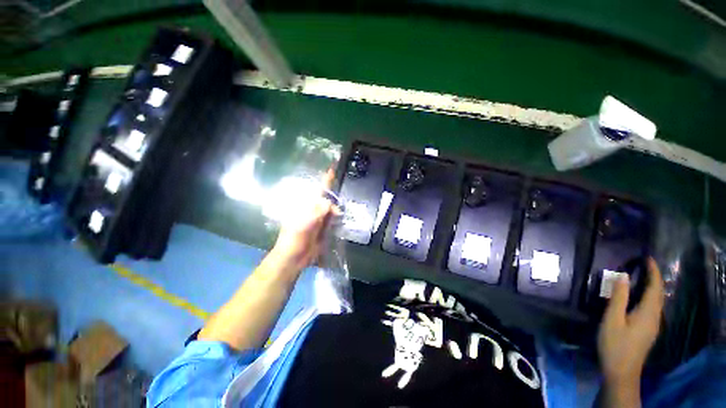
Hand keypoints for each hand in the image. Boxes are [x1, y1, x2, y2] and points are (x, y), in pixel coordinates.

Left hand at [269, 169, 339, 273]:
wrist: (294, 257)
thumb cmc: (295, 238)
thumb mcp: (305, 223)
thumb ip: (317, 211)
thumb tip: (329, 202)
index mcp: (306, 207)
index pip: (318, 191)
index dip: (325, 181)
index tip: (332, 170)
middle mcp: (313, 211)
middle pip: (327, 201)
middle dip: (333, 203)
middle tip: (336, 213)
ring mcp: (318, 220)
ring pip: (331, 211)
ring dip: (335, 212)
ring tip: (338, 217)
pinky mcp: (323, 229)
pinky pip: (332, 221)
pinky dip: (336, 220)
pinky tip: (339, 222)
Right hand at [598, 258, 663, 384]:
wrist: (621, 371)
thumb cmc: (615, 344)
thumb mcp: (612, 319)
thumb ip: (618, 297)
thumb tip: (622, 276)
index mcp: (648, 313)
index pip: (655, 288)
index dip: (653, 272)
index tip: (648, 258)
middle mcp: (655, 317)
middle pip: (658, 294)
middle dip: (654, 278)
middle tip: (644, 265)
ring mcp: (653, 325)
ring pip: (657, 301)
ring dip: (652, 287)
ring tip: (643, 276)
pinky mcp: (648, 330)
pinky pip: (652, 308)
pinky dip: (649, 296)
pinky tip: (640, 297)